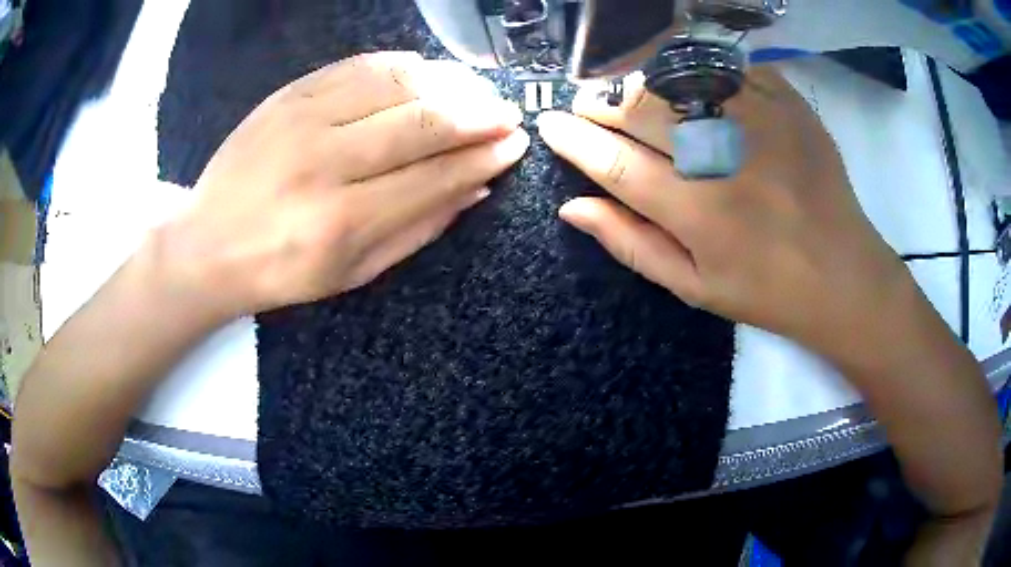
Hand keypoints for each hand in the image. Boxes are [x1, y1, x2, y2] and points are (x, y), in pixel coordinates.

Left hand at [161, 51, 528, 319]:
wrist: (207, 244)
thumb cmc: (281, 271)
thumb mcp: (353, 275)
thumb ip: (417, 230)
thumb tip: (476, 189)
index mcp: (341, 223)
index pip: (434, 176)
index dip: (482, 157)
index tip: (515, 144)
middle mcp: (324, 163)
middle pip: (422, 123)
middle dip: (478, 115)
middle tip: (507, 113)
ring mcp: (302, 119)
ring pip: (396, 84)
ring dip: (448, 83)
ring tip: (477, 90)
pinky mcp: (288, 95)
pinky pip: (358, 66)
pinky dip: (402, 64)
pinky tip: (427, 70)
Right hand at [537, 68, 907, 359]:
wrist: (844, 274)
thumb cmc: (766, 291)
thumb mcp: (693, 287)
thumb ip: (631, 244)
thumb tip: (571, 208)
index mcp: (697, 213)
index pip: (614, 162)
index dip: (573, 140)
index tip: (550, 123)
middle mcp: (724, 159)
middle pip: (640, 109)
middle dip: (599, 104)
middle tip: (588, 106)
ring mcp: (760, 122)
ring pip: (676, 77)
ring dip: (638, 80)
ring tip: (630, 92)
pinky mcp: (787, 103)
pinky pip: (725, 66)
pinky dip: (694, 67)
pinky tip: (687, 83)